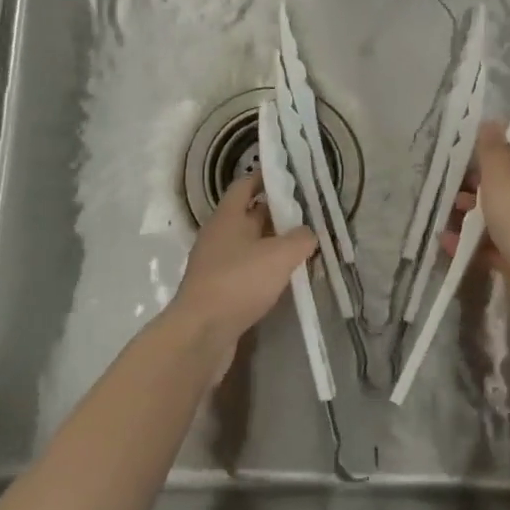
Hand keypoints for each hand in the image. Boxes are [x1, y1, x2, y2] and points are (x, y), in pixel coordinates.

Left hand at [170, 173, 315, 345]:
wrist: (201, 333)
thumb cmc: (239, 282)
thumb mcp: (280, 256)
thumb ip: (300, 239)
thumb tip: (308, 232)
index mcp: (228, 216)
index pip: (245, 185)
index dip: (266, 178)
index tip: (290, 176)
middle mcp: (218, 235)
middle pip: (249, 214)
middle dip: (276, 213)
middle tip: (306, 214)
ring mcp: (215, 263)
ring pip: (249, 243)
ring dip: (272, 243)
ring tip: (302, 247)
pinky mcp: (218, 289)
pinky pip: (245, 269)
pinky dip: (264, 268)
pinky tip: (284, 278)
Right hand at [444, 122, 509, 308]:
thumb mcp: (501, 180)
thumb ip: (493, 152)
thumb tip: (492, 120)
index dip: (492, 152)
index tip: (465, 155)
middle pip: (505, 187)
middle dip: (477, 188)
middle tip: (450, 190)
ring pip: (498, 218)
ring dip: (472, 217)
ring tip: (445, 218)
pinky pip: (493, 247)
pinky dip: (472, 244)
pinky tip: (448, 245)